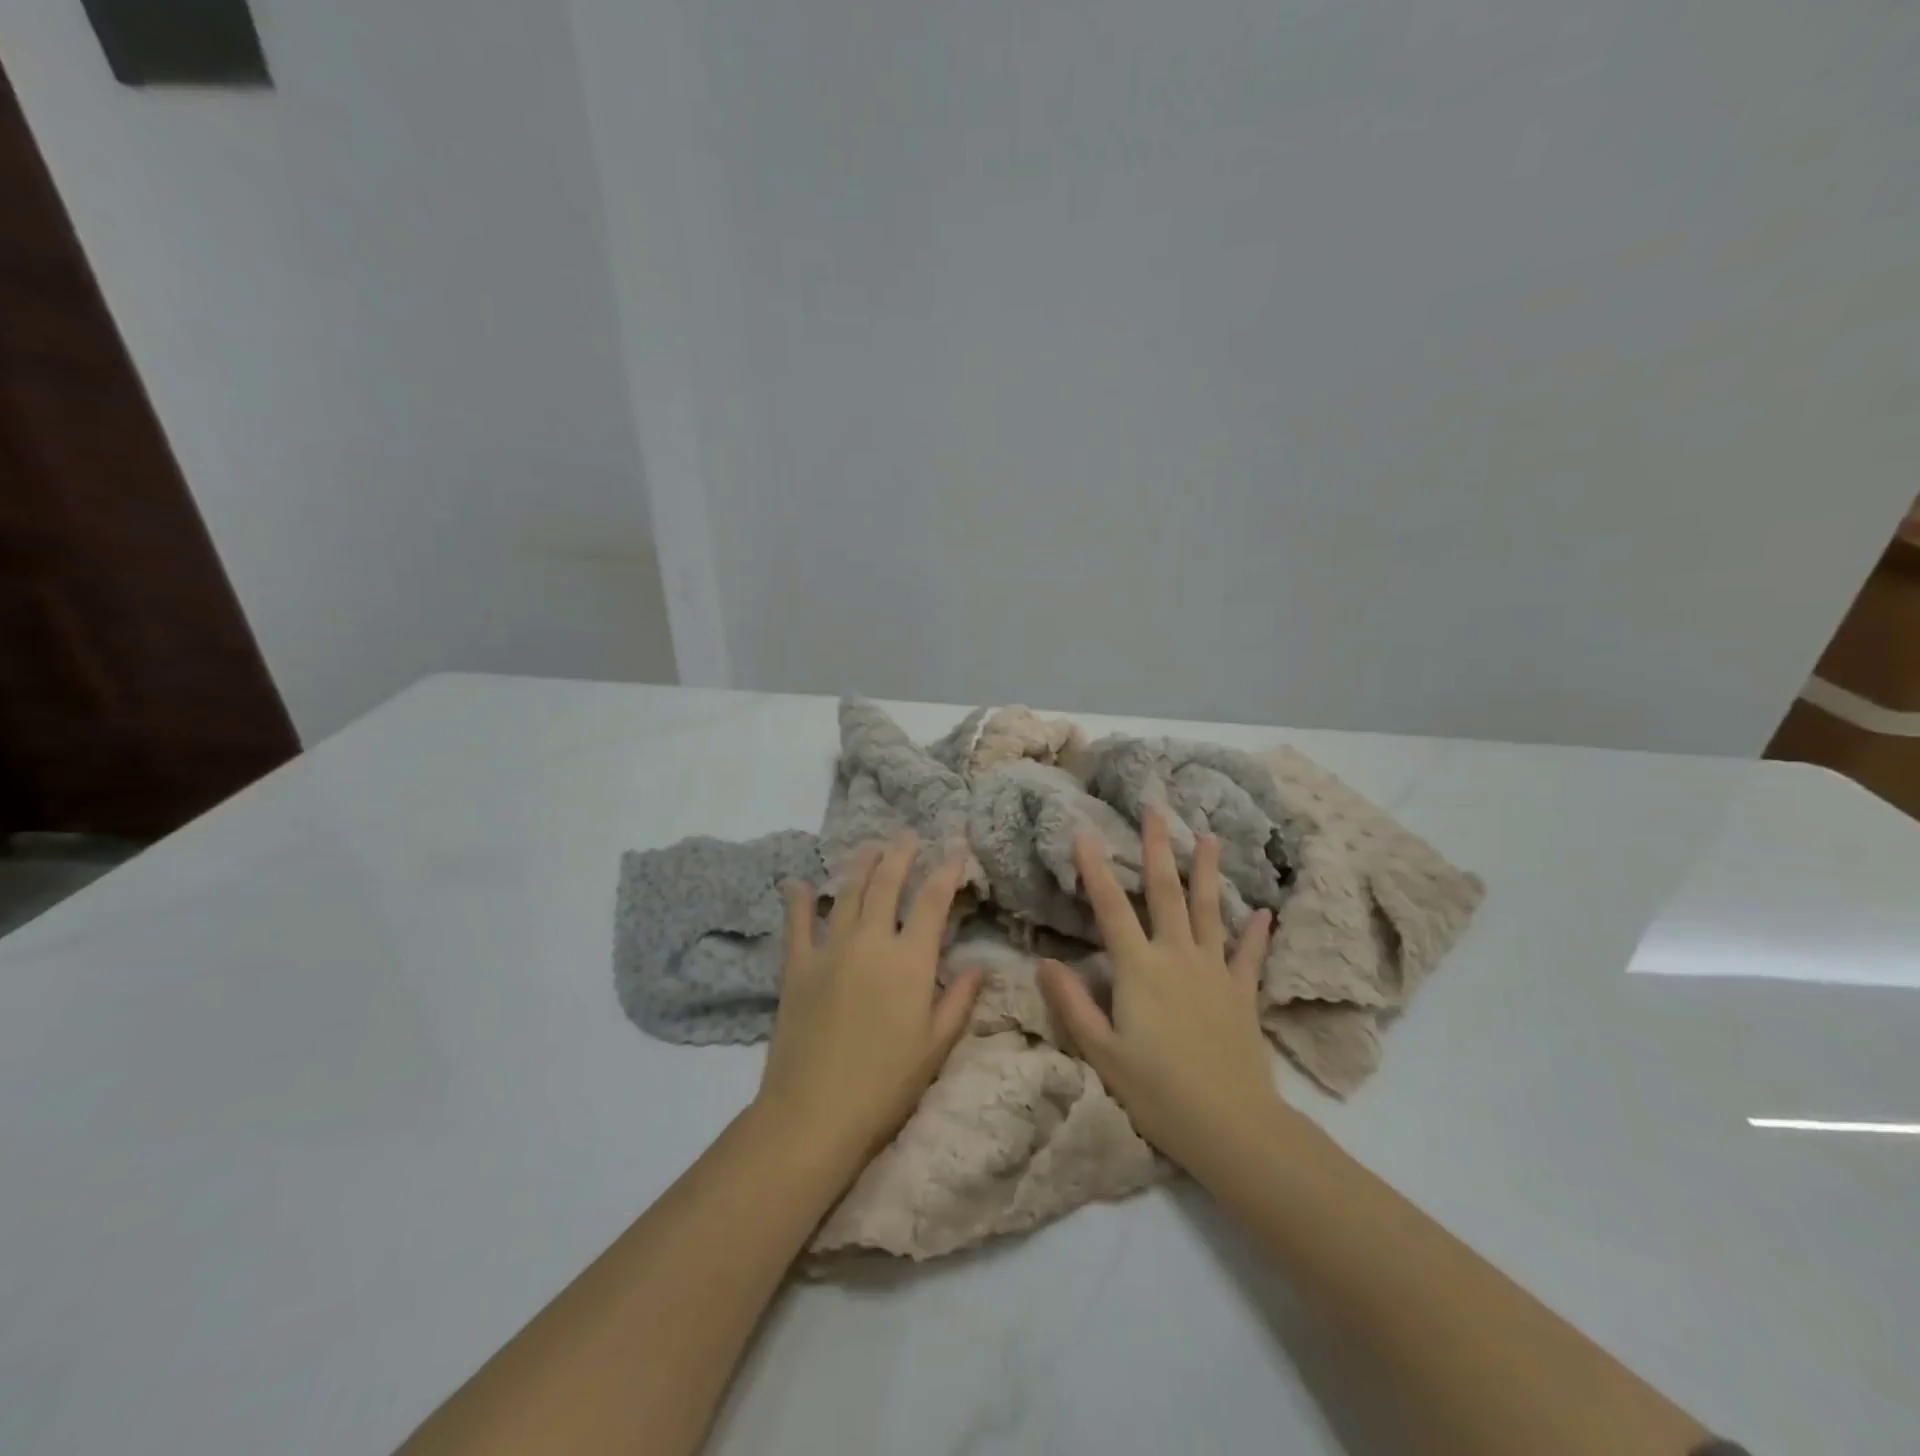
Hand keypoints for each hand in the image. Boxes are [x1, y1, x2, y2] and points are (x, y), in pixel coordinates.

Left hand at [755, 835, 982, 1172]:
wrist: (814, 1113)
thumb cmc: (886, 1084)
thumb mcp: (937, 1045)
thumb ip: (960, 999)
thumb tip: (981, 964)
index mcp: (910, 960)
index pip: (932, 901)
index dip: (946, 869)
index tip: (955, 845)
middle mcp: (870, 941)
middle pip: (886, 883)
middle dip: (900, 853)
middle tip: (908, 833)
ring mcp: (829, 949)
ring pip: (847, 893)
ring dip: (861, 865)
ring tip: (871, 845)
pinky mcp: (796, 966)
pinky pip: (796, 924)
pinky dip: (797, 900)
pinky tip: (796, 882)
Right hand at [1038, 810, 1284, 1172]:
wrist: (1232, 1126)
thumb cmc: (1158, 1091)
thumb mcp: (1102, 1053)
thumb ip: (1073, 1005)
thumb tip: (1045, 962)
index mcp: (1139, 969)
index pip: (1112, 907)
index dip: (1096, 868)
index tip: (1085, 831)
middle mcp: (1177, 957)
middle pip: (1166, 892)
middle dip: (1159, 847)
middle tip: (1157, 809)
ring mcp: (1214, 971)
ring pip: (1208, 911)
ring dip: (1208, 872)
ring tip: (1210, 837)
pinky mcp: (1241, 993)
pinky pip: (1249, 955)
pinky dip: (1255, 933)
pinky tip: (1263, 912)